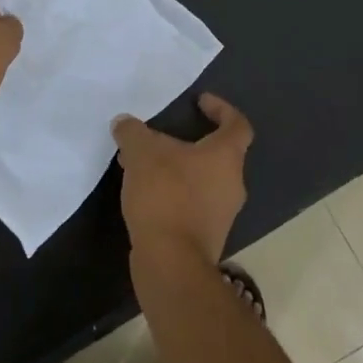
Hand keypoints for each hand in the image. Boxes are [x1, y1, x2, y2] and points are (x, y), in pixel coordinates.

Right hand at [112, 93, 253, 265]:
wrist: (171, 260)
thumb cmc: (165, 195)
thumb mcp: (141, 152)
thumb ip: (133, 132)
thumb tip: (125, 123)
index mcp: (226, 156)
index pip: (237, 124)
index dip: (222, 109)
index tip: (200, 102)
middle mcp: (232, 183)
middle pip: (216, 154)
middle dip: (187, 143)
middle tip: (157, 138)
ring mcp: (222, 213)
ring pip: (201, 180)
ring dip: (176, 170)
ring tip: (142, 166)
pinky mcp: (207, 236)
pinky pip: (192, 203)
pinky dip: (173, 194)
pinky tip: (145, 194)